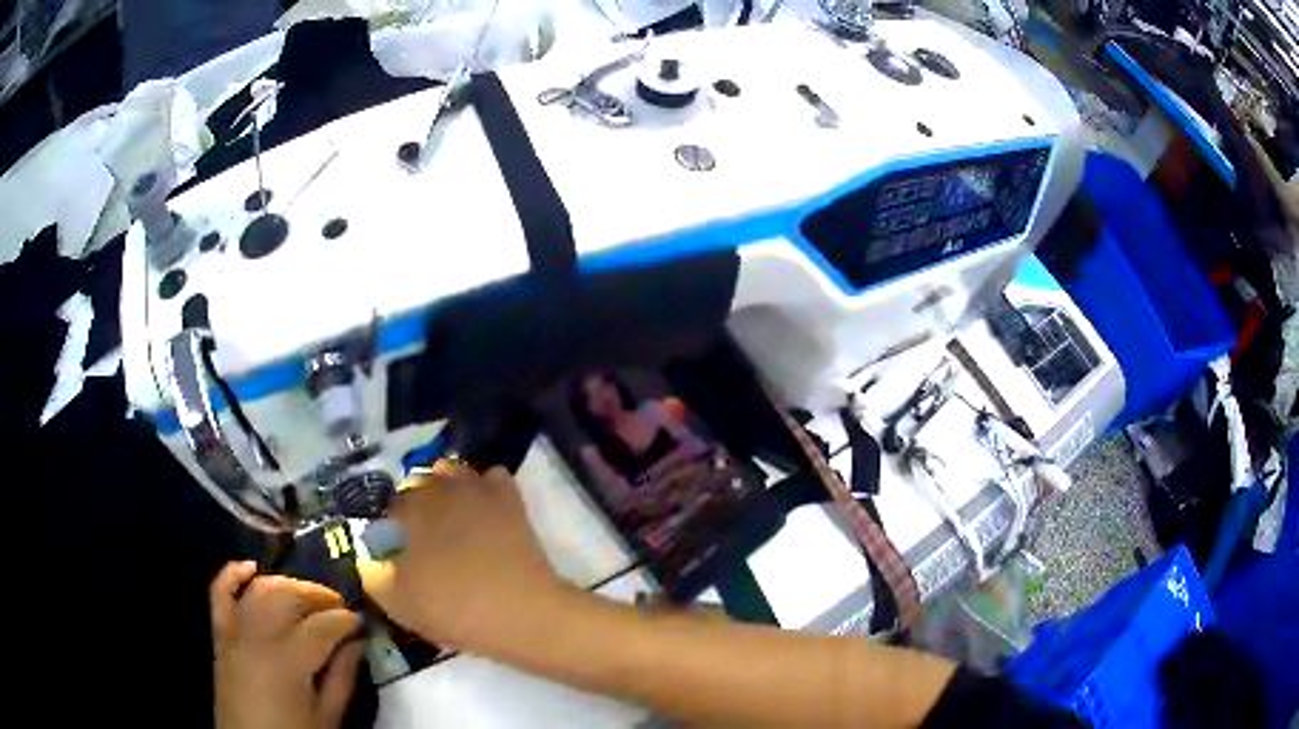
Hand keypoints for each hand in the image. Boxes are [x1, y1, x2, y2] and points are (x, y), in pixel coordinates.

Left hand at [212, 562, 363, 728]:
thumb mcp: (327, 717)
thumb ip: (342, 679)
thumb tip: (357, 644)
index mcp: (289, 661)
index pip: (322, 626)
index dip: (345, 620)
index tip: (361, 621)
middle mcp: (258, 636)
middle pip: (288, 597)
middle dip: (318, 595)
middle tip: (339, 605)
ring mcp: (235, 632)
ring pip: (260, 589)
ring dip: (285, 584)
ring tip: (306, 594)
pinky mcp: (220, 635)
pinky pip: (220, 594)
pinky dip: (232, 574)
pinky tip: (250, 567)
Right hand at [360, 464, 567, 654]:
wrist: (521, 614)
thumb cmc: (453, 609)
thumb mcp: (396, 602)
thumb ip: (372, 573)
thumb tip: (368, 556)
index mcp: (409, 510)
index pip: (390, 505)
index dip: (391, 525)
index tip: (397, 547)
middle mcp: (440, 488)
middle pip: (420, 484)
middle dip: (417, 505)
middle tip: (424, 538)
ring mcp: (478, 489)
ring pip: (453, 473)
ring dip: (447, 489)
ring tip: (452, 521)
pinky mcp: (511, 500)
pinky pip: (492, 478)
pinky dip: (485, 488)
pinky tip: (485, 512)